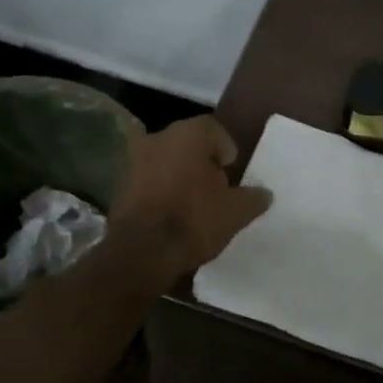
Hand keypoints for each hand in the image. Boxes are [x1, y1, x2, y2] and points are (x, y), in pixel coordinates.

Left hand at [110, 116, 271, 281]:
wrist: (141, 253)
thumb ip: (254, 198)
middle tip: (216, 188)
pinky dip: (160, 190)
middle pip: (187, 143)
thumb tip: (263, 193)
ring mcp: (133, 160)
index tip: (231, 173)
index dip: (226, 150)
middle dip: (202, 162)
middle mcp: (157, 137)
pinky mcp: (119, 185)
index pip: (213, 129)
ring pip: (165, 160)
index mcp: (188, 134)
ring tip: (193, 203)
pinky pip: (148, 180)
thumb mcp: (237, 212)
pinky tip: (171, 213)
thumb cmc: (194, 220)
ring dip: (179, 175)